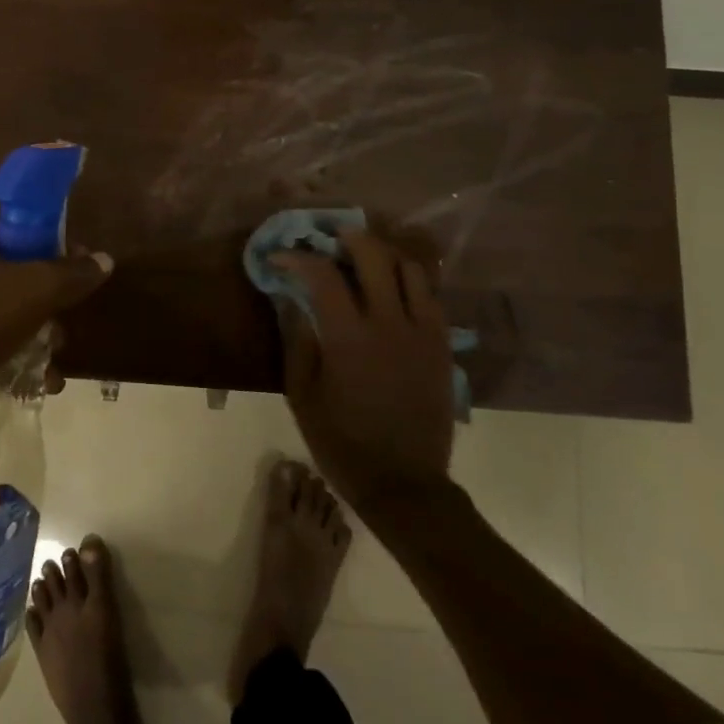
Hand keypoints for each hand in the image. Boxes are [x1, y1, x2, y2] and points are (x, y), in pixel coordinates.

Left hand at [0, 227, 112, 421]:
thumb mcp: (37, 292)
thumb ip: (72, 274)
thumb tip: (104, 259)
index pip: (8, 228)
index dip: (42, 244)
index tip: (66, 270)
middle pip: (4, 274)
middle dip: (39, 301)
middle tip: (60, 325)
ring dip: (24, 333)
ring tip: (47, 362)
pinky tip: (20, 379)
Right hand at [272, 229, 453, 508]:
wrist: (404, 485)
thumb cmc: (342, 443)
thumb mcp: (302, 396)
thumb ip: (297, 342)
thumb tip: (291, 301)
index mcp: (349, 337)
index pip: (322, 274)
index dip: (297, 257)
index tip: (281, 257)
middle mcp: (390, 323)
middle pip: (373, 255)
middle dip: (347, 238)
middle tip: (329, 242)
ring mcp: (423, 331)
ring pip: (409, 268)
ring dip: (383, 254)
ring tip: (364, 260)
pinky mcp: (443, 345)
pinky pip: (430, 295)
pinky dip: (409, 281)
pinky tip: (393, 291)